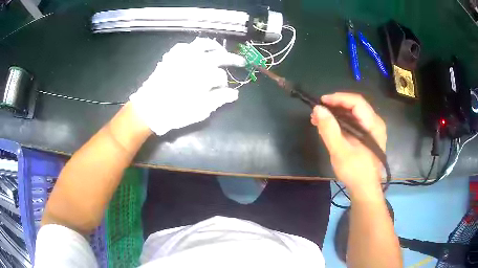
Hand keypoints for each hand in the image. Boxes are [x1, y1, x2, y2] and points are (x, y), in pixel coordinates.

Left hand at [130, 38, 245, 135]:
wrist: (149, 108)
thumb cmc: (175, 112)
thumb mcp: (200, 110)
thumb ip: (219, 99)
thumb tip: (234, 94)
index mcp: (204, 75)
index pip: (221, 76)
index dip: (224, 84)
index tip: (224, 90)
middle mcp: (196, 61)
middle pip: (220, 55)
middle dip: (232, 59)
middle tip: (240, 61)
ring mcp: (182, 56)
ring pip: (203, 44)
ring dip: (215, 46)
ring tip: (220, 50)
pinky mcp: (171, 56)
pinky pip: (184, 45)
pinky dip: (193, 46)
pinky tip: (196, 51)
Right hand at [311, 93, 385, 190]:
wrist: (365, 190)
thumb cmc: (355, 172)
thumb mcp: (340, 152)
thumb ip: (329, 130)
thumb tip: (318, 109)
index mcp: (373, 124)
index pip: (356, 102)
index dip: (338, 98)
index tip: (321, 101)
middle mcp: (375, 123)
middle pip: (355, 105)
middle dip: (335, 106)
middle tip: (318, 111)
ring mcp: (372, 129)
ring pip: (353, 113)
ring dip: (336, 113)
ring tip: (319, 119)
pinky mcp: (367, 136)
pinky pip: (354, 122)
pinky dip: (340, 122)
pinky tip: (329, 127)